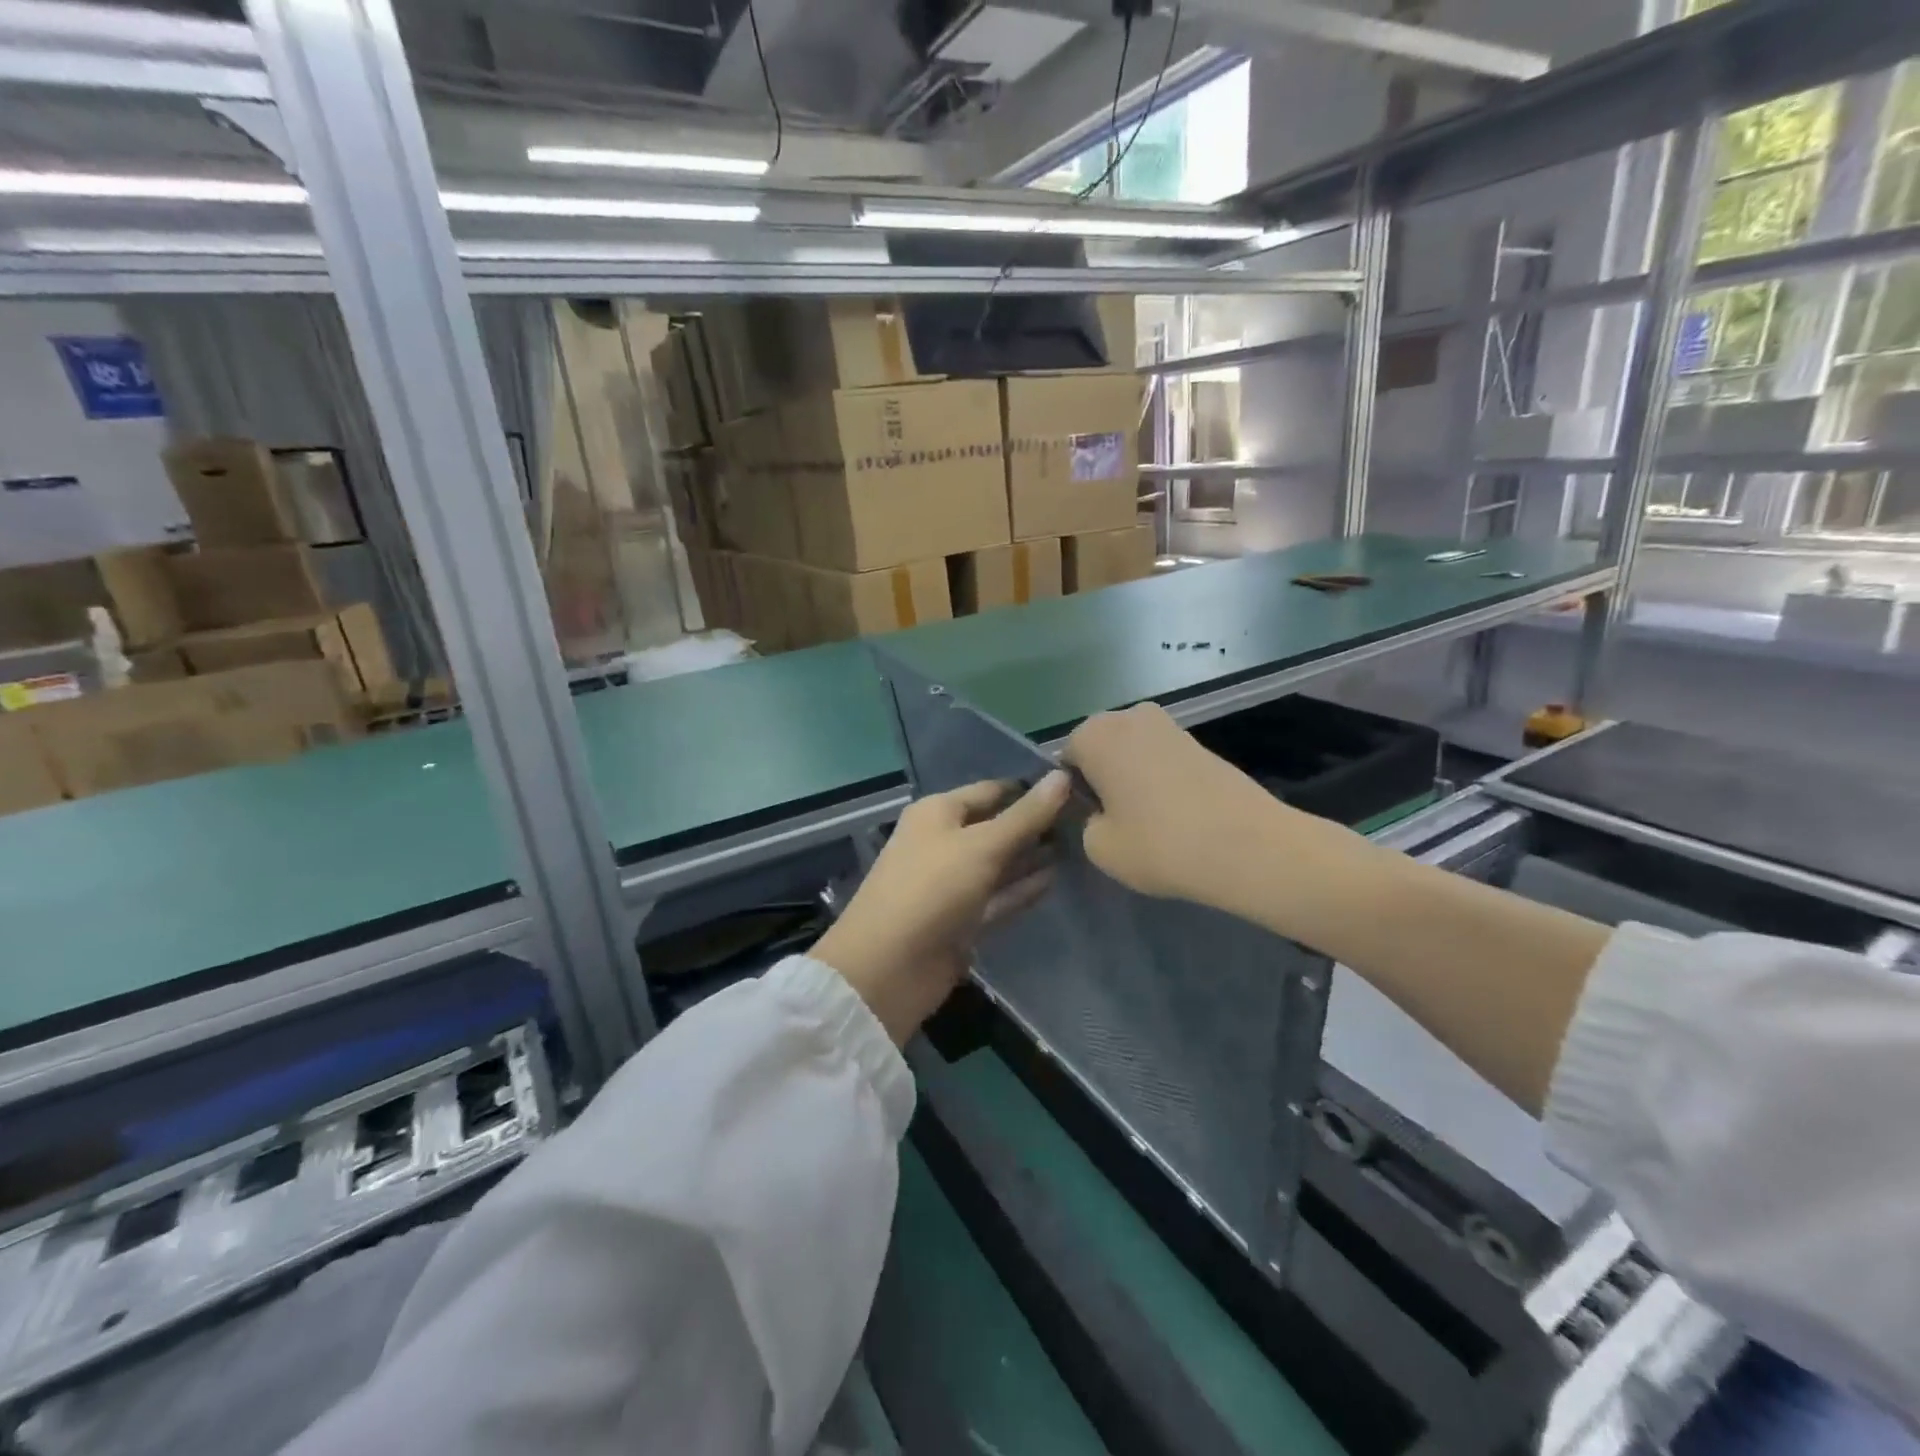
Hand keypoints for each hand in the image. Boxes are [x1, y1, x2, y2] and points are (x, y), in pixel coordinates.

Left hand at [814, 772, 1070, 1044]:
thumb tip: (1062, 775)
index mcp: (938, 813)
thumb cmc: (932, 889)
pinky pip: (998, 897)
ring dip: (1033, 857)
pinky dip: (1023, 889)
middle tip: (1086, 819)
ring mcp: (953, 884)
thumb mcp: (982, 845)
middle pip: (996, 827)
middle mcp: (944, 842)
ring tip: (1080, 846)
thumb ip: (1026, 815)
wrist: (888, 967)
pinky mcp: (962, 920)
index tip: (1074, 787)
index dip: (1029, 789)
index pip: (991, 791)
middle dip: (1035, 824)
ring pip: (1000, 864)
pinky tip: (1056, 880)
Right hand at [1064, 703, 1306, 905]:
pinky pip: (1161, 759)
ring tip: (1147, 820)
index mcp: (1094, 734)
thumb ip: (1085, 822)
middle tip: (1113, 820)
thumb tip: (1100, 812)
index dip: (1071, 792)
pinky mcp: (1200, 741)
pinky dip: (1160, 780)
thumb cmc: (1160, 844)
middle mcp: (1128, 716)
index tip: (1086, 822)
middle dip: (1101, 778)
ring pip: (1132, 752)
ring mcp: (1168, 724)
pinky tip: (1174, 814)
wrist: (1249, 846)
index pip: (1064, 760)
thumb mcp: (1099, 847)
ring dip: (1131, 778)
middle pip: (1100, 748)